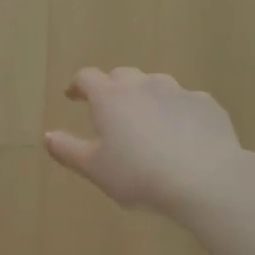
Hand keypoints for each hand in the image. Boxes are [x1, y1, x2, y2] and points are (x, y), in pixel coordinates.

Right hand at [45, 68, 247, 214]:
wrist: (205, 179)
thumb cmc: (139, 175)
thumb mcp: (96, 169)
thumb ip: (68, 150)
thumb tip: (47, 136)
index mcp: (110, 97)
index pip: (87, 77)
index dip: (78, 85)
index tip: (74, 96)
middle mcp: (143, 85)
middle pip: (122, 75)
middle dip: (113, 88)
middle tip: (111, 110)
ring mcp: (178, 91)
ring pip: (157, 85)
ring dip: (148, 97)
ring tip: (149, 122)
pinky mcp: (207, 104)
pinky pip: (187, 102)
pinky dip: (179, 112)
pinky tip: (184, 134)